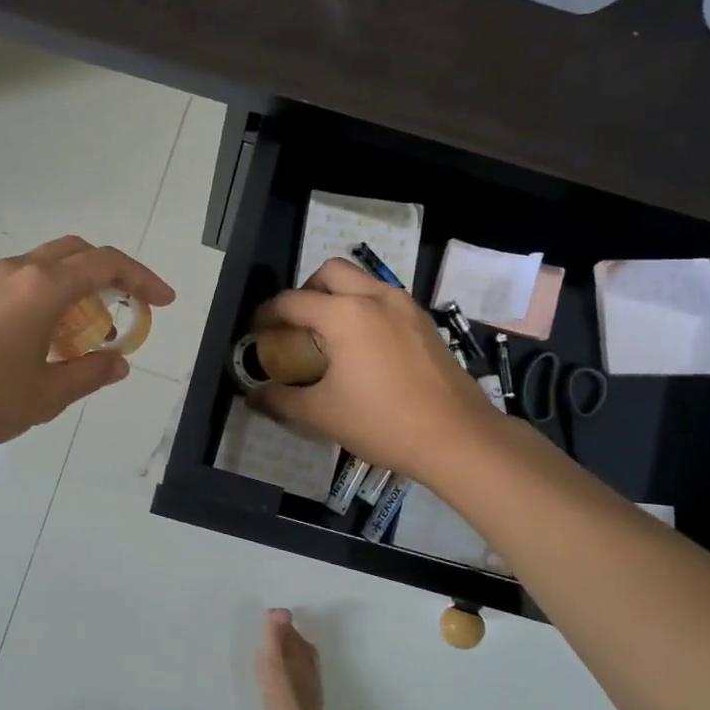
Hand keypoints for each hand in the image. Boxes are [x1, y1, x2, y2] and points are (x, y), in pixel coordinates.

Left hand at [0, 237, 173, 452]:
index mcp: (44, 287)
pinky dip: (54, 293)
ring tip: (93, 328)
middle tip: (131, 305)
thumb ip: (90, 373)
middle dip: (112, 272)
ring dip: (81, 284)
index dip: (142, 279)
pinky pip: (28, 280)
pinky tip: (53, 333)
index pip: (106, 265)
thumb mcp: (48, 394)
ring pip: (50, 264)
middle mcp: (20, 271)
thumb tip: (119, 362)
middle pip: (78, 252)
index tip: (163, 302)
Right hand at [252, 258, 498, 481]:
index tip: (256, 332)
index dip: (267, 315)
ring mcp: (406, 306)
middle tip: (297, 324)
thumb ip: (280, 400)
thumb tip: (253, 396)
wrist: (457, 438)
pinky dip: (365, 309)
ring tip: (329, 335)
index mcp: (344, 314)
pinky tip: (364, 348)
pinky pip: (385, 300)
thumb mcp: (321, 414)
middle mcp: (375, 297)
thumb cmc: (382, 422)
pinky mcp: (425, 322)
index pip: (292, 301)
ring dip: (338, 296)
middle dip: (306, 291)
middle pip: (330, 272)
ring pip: (362, 281)